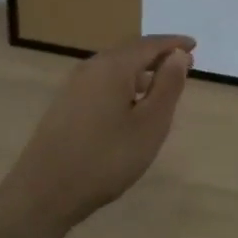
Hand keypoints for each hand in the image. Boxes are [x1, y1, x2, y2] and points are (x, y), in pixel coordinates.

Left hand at [9, 35, 195, 225]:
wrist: (43, 193)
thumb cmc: (106, 158)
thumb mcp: (150, 124)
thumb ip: (168, 86)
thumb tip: (179, 55)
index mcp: (113, 66)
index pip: (150, 44)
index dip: (174, 43)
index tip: (194, 45)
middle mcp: (91, 68)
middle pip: (130, 52)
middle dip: (158, 56)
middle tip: (184, 65)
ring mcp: (74, 87)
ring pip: (115, 68)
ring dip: (141, 71)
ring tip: (162, 85)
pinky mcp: (65, 106)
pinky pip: (102, 82)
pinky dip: (124, 84)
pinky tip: (131, 105)